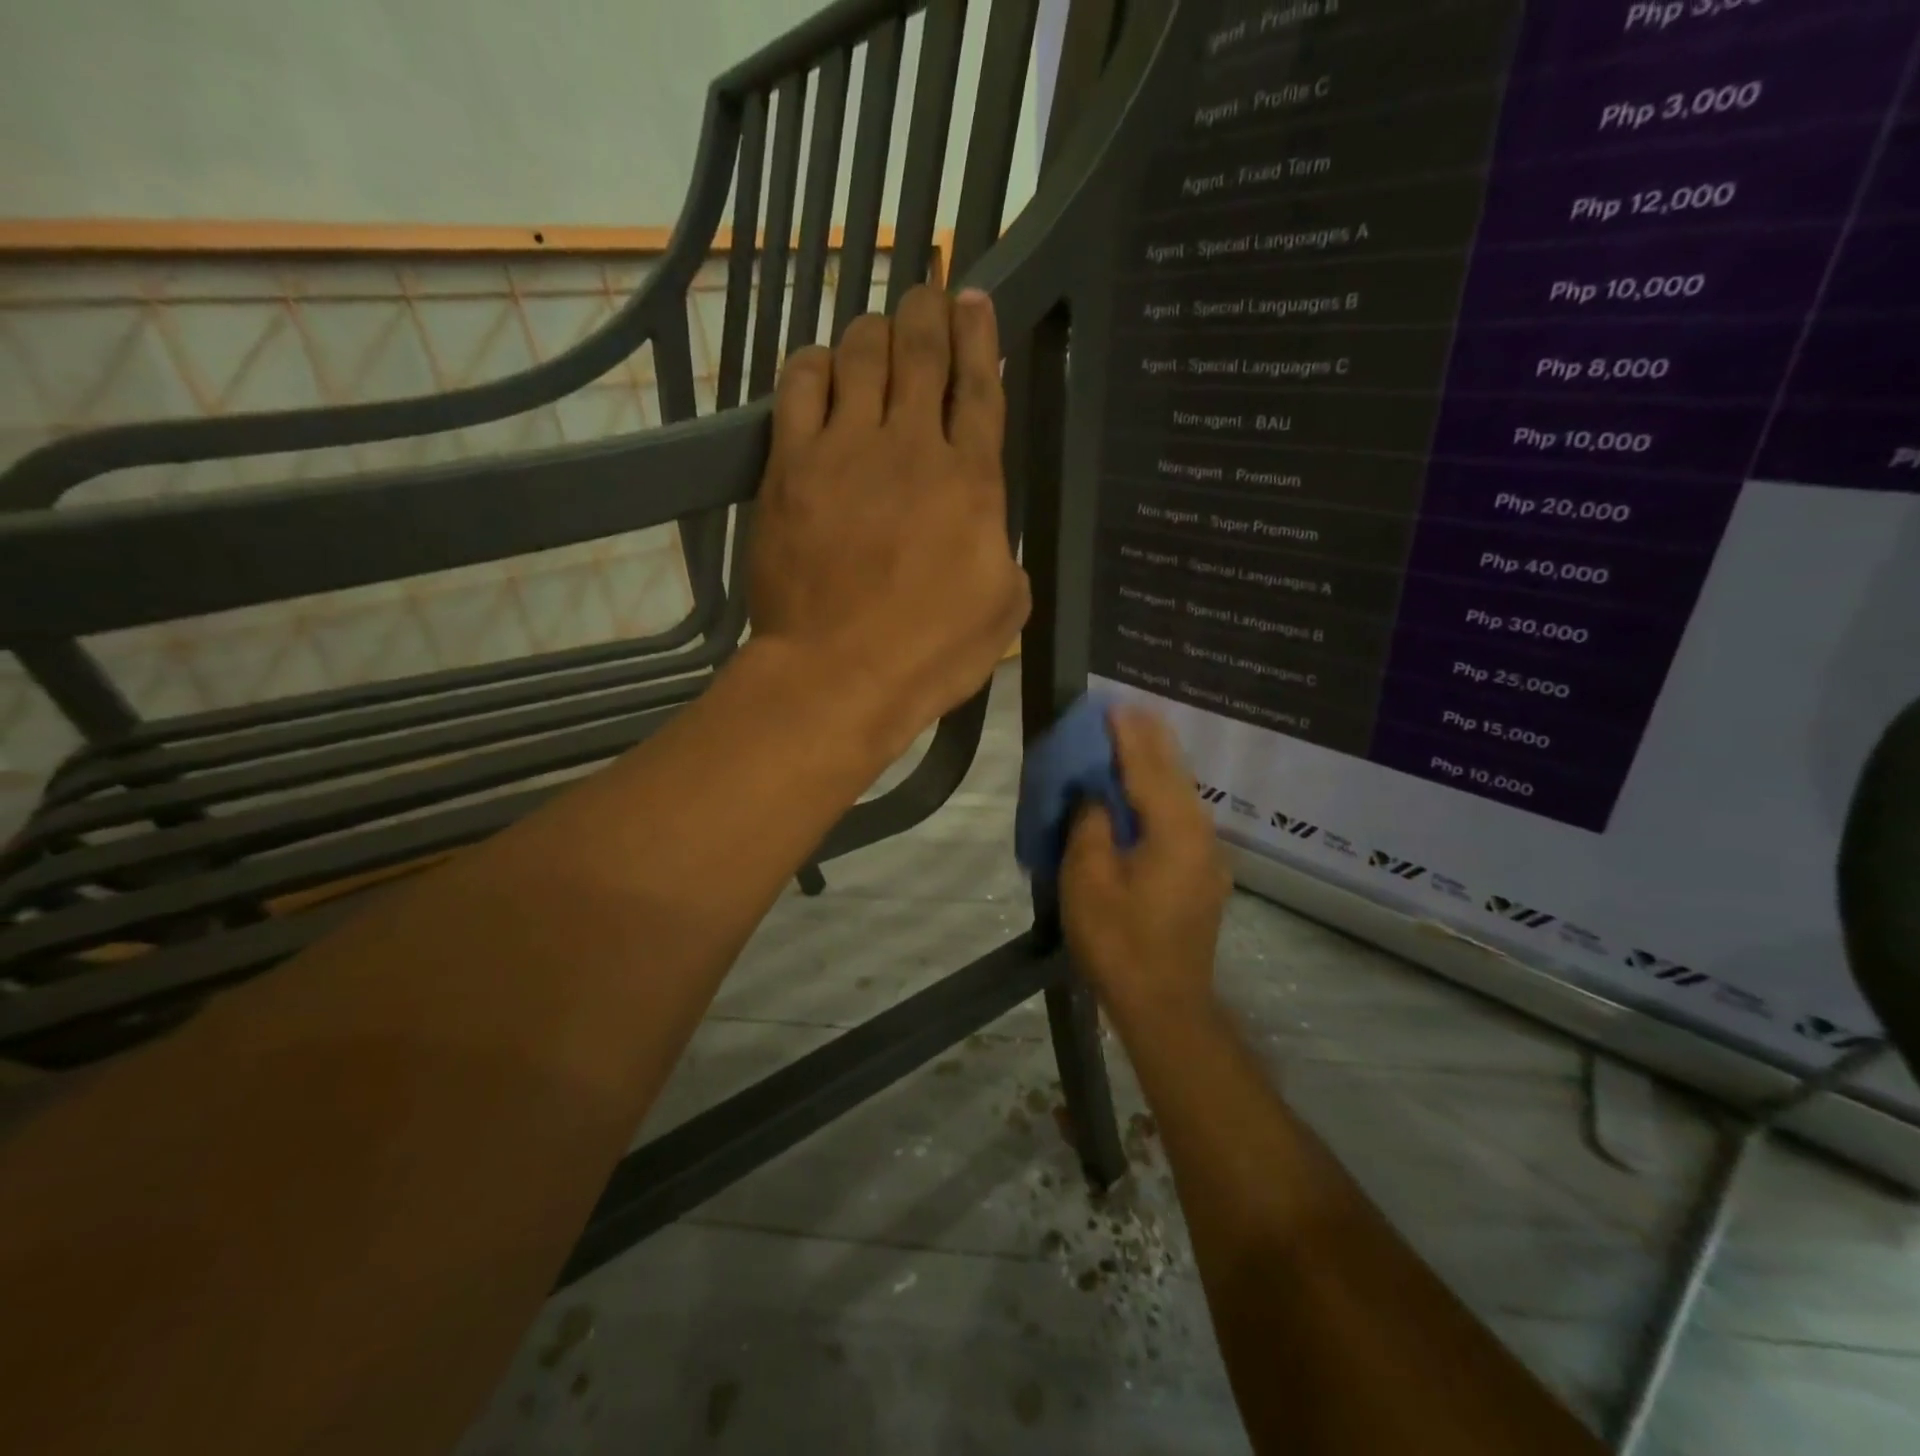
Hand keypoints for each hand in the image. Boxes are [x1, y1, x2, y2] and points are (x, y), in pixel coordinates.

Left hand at [746, 284, 1028, 757]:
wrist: (839, 674)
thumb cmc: (931, 653)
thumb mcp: (1003, 611)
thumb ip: (1002, 552)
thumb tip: (985, 527)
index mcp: (973, 481)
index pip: (980, 388)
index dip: (979, 337)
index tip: (975, 299)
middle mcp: (913, 447)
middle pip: (920, 354)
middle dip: (927, 313)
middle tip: (927, 294)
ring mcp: (846, 451)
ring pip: (860, 356)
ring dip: (873, 332)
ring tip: (877, 330)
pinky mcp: (790, 467)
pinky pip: (800, 389)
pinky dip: (813, 365)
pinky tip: (820, 366)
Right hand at [1061, 709, 1232, 1022]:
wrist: (1165, 1006)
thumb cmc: (1119, 942)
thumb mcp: (1088, 880)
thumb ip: (1091, 825)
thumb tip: (1096, 796)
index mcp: (1173, 830)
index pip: (1148, 767)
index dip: (1128, 735)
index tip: (1113, 705)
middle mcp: (1200, 834)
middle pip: (1174, 774)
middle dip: (1149, 741)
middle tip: (1126, 712)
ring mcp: (1207, 857)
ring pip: (1182, 796)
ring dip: (1157, 767)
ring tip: (1135, 742)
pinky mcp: (1204, 876)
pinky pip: (1182, 819)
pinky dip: (1162, 796)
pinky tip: (1145, 795)